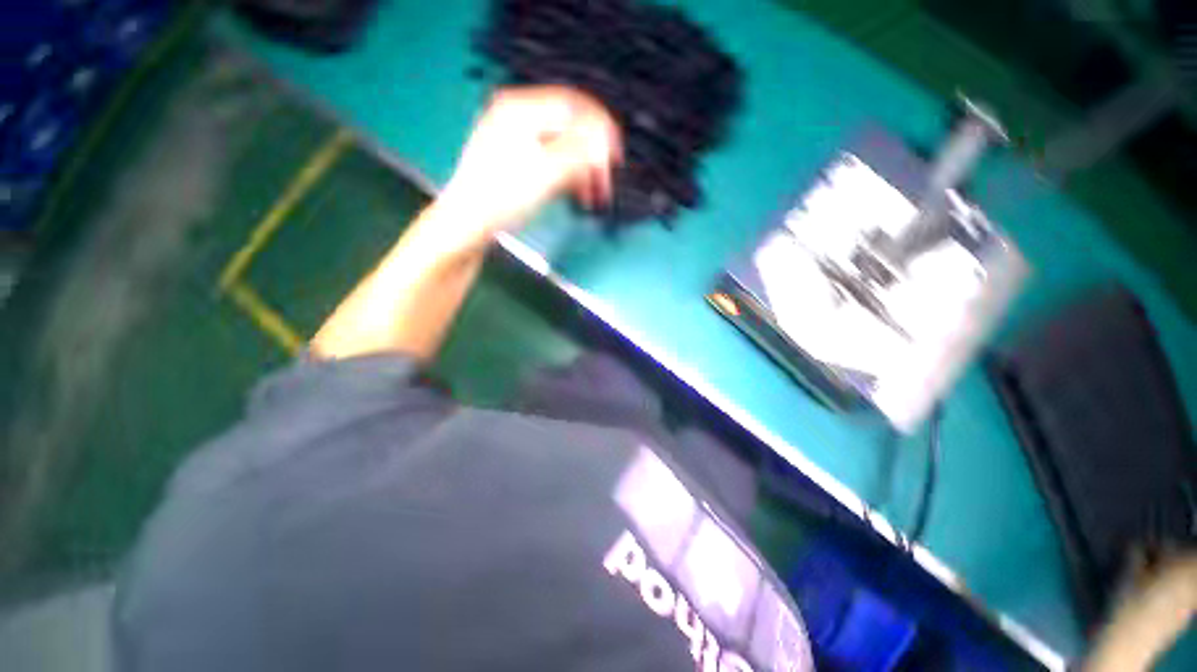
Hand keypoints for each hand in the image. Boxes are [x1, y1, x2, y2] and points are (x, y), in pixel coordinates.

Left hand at [437, 86, 621, 249]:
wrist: (467, 224)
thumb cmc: (503, 198)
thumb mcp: (545, 174)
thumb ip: (579, 153)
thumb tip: (605, 142)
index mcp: (520, 110)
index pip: (573, 107)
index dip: (600, 129)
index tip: (616, 156)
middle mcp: (516, 117)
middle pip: (567, 128)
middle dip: (591, 156)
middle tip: (604, 183)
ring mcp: (513, 139)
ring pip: (560, 147)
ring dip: (580, 169)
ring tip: (592, 195)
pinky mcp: (514, 161)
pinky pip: (549, 160)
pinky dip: (565, 175)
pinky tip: (574, 193)